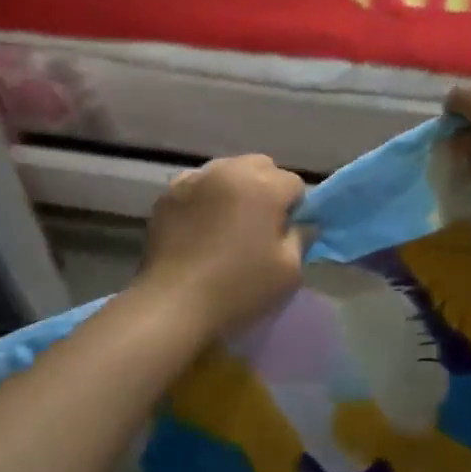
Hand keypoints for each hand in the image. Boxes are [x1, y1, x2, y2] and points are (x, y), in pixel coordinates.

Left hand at [139, 155, 306, 336]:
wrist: (174, 304)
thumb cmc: (239, 289)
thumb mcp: (289, 271)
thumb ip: (302, 238)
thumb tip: (302, 224)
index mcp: (264, 185)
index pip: (294, 184)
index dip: (294, 209)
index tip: (284, 235)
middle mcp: (230, 171)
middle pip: (260, 167)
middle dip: (266, 189)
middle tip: (259, 226)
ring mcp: (195, 179)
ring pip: (227, 171)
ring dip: (235, 190)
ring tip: (226, 224)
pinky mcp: (168, 194)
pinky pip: (197, 185)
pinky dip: (205, 197)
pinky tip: (200, 226)